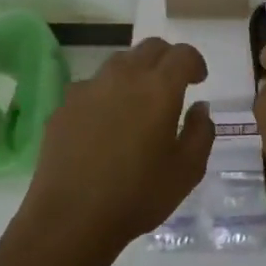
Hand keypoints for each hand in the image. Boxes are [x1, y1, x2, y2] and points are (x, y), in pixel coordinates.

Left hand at [21, 38, 214, 256]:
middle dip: (167, 59)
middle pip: (149, 48)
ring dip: (136, 72)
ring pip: (118, 62)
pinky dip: (106, 93)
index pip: (182, 54)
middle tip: (174, 83)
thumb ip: (200, 132)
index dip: (195, 62)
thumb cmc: (138, 195)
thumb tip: (199, 107)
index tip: (199, 80)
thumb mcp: (187, 170)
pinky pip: (92, 86)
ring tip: (139, 101)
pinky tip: (106, 123)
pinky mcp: (64, 106)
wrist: (70, 218)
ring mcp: (89, 88)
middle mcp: (123, 77)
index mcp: (159, 88)